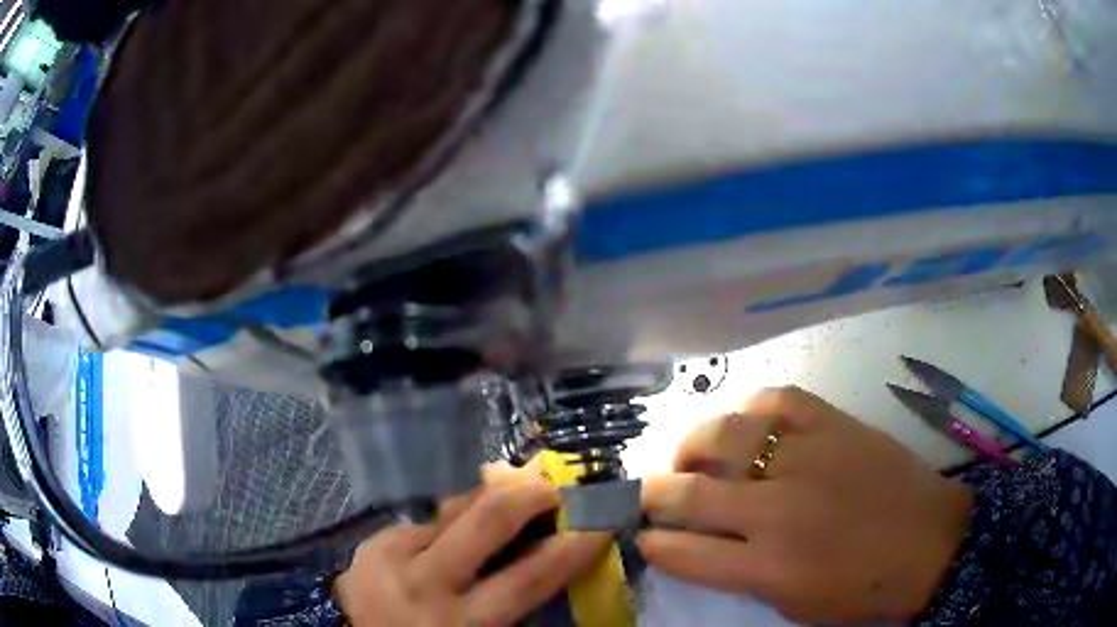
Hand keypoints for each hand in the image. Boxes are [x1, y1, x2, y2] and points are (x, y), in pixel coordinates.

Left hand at [333, 467, 608, 626]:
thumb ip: (507, 601)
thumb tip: (542, 556)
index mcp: (461, 620)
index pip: (529, 578)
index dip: (571, 548)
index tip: (600, 523)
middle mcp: (425, 581)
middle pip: (486, 519)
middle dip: (529, 495)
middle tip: (555, 488)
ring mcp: (392, 553)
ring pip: (454, 510)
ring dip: (490, 501)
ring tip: (512, 496)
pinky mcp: (373, 539)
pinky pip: (427, 522)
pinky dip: (452, 523)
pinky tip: (459, 528)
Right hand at [639, 386, 974, 624]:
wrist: (931, 545)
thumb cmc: (860, 590)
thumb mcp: (791, 603)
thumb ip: (740, 574)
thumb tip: (698, 546)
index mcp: (766, 565)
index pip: (681, 552)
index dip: (653, 543)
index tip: (644, 536)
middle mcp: (777, 510)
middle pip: (690, 492)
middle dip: (653, 493)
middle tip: (649, 494)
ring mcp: (807, 458)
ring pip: (724, 436)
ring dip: (693, 446)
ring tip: (692, 456)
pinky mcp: (835, 425)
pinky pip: (779, 400)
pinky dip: (753, 407)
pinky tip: (748, 422)